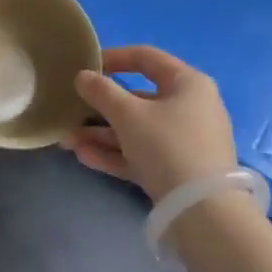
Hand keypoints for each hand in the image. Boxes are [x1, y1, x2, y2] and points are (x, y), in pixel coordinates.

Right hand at [65, 46, 236, 202]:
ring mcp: (186, 141)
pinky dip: (116, 154)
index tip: (85, 66)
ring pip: (138, 130)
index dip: (113, 57)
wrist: (203, 214)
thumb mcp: (129, 115)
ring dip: (102, 134)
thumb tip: (83, 76)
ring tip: (68, 141)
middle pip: (139, 98)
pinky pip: (143, 154)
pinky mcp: (179, 171)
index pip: (146, 57)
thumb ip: (102, 92)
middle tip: (71, 111)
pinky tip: (84, 157)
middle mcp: (191, 107)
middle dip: (101, 107)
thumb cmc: (167, 147)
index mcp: (187, 83)